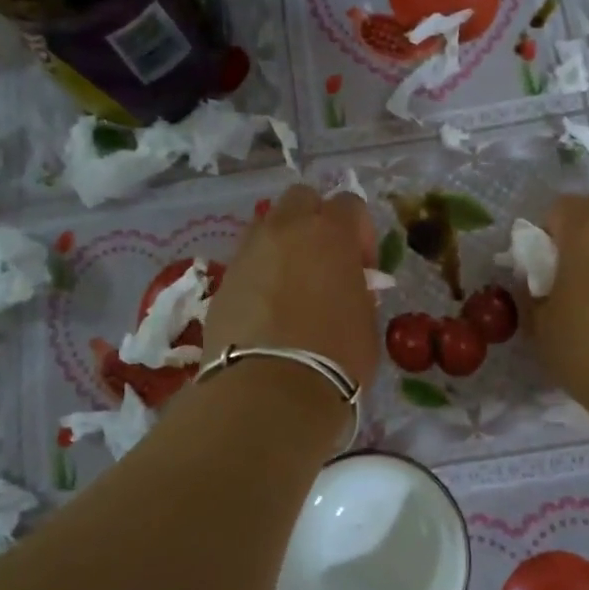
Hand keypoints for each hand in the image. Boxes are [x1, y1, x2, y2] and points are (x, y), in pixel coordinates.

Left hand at [202, 184, 379, 388]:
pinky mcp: (223, 281)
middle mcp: (286, 230)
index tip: (363, 268)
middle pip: (301, 199)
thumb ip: (357, 290)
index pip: (349, 204)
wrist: (270, 391)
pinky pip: (246, 261)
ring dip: (283, 243)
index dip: (360, 233)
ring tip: (291, 284)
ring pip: (267, 225)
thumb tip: (348, 286)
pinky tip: (266, 308)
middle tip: (324, 261)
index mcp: (330, 233)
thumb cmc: (336, 356)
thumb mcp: (365, 320)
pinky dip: (259, 273)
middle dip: (314, 220)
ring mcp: (248, 252)